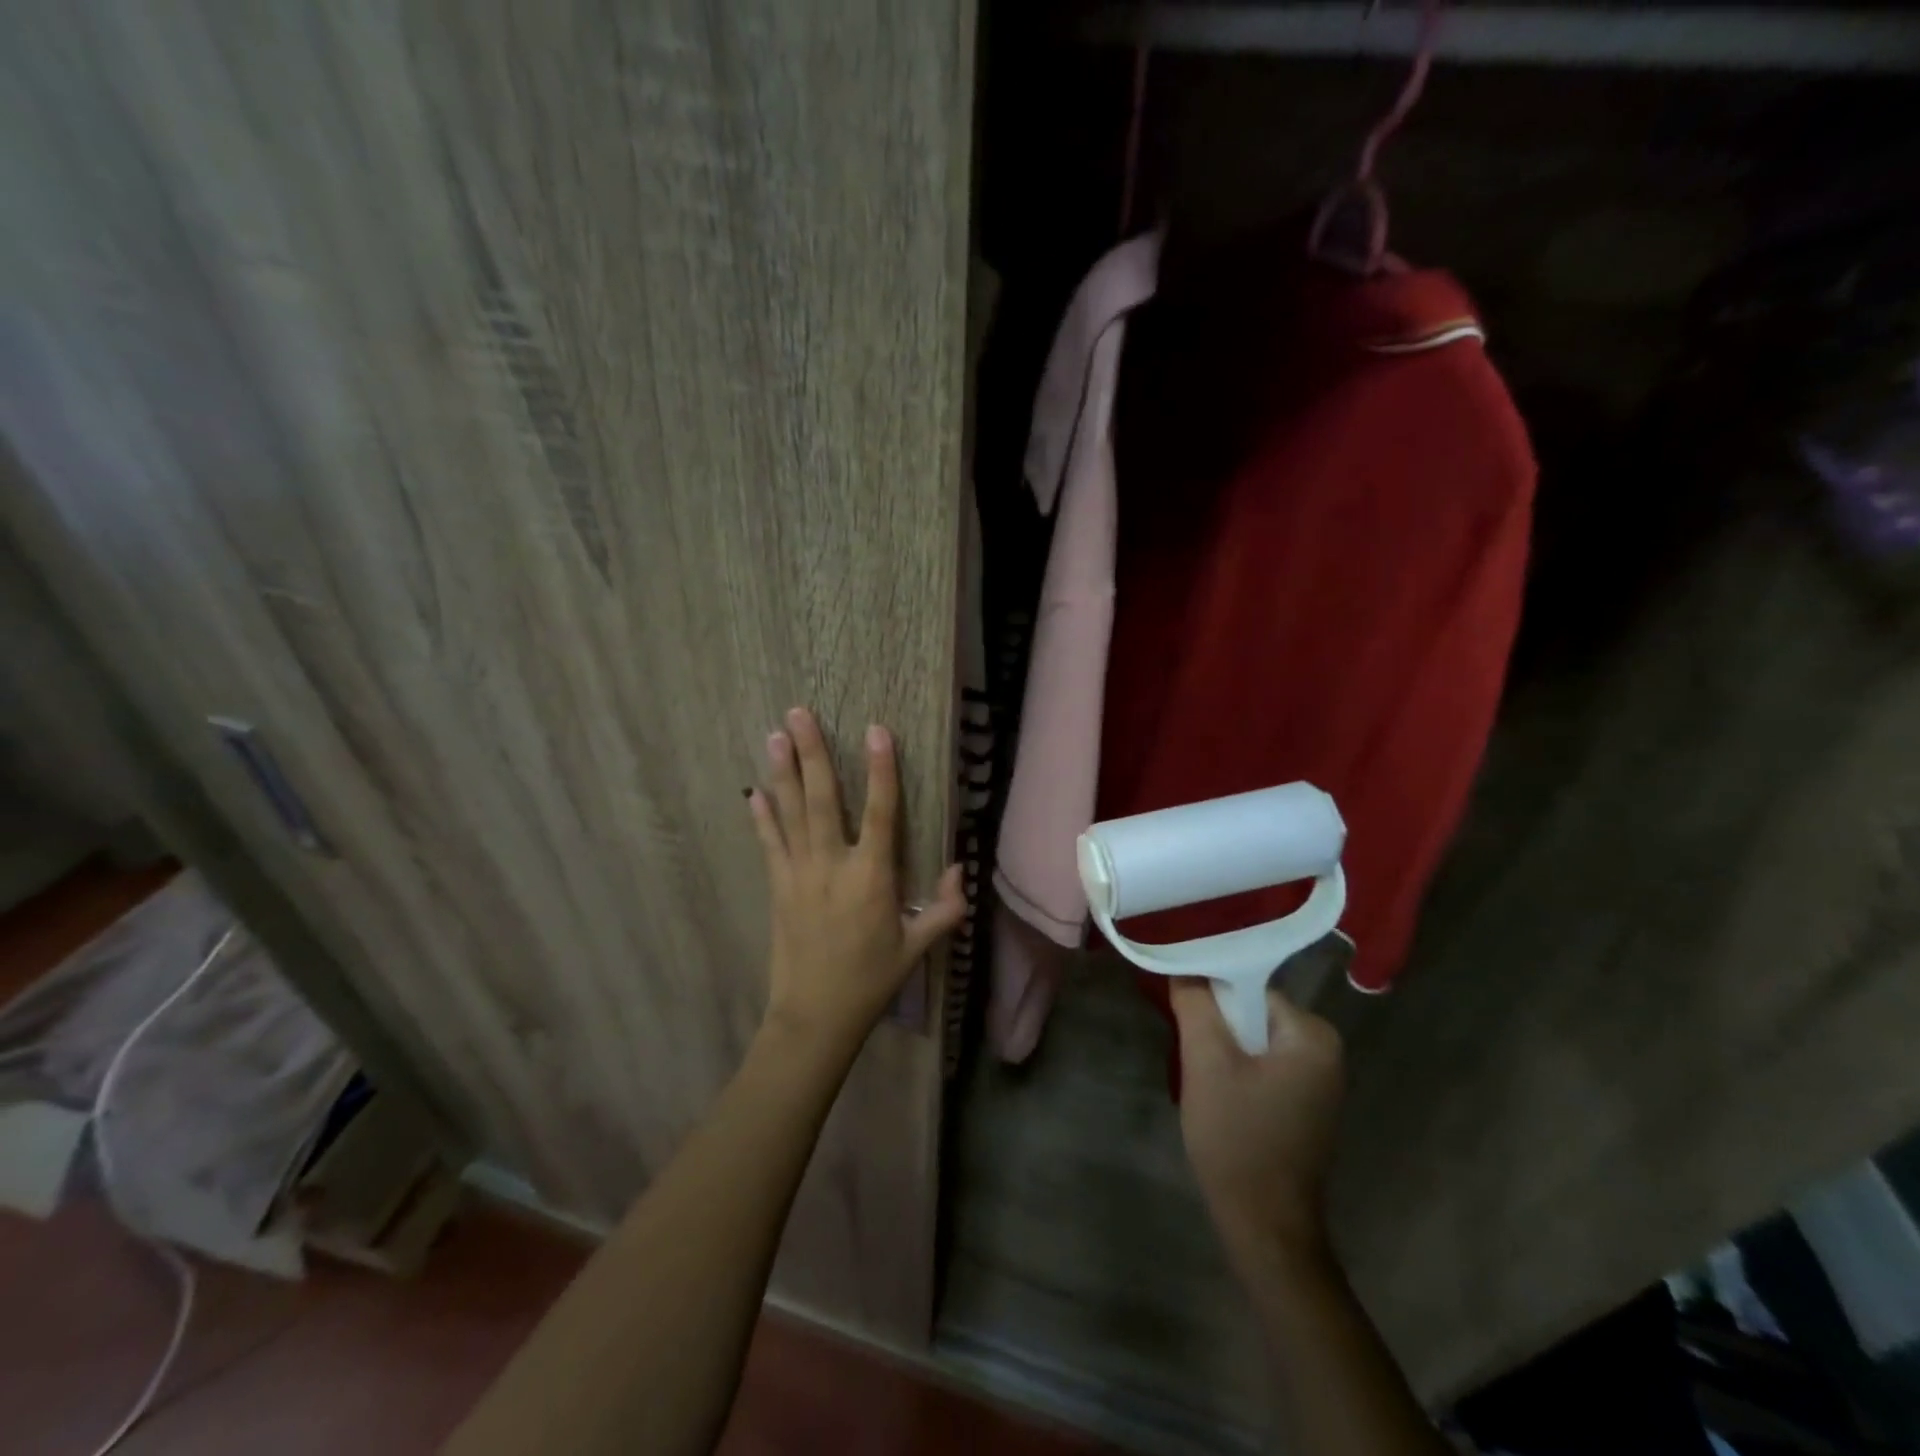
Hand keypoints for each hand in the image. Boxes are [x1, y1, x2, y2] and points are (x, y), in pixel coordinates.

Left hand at [748, 707, 964, 1053]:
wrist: (815, 1017)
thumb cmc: (871, 980)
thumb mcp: (918, 948)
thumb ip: (946, 909)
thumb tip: (962, 869)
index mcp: (872, 877)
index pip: (880, 813)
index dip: (880, 770)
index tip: (876, 730)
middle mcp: (832, 866)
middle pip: (822, 800)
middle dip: (811, 754)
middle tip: (798, 713)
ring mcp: (799, 875)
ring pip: (790, 814)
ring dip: (782, 773)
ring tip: (774, 735)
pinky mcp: (778, 888)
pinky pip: (769, 844)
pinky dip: (762, 817)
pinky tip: (754, 791)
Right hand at [1170, 979, 1344, 1273]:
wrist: (1264, 1226)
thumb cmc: (1238, 1137)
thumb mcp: (1206, 1062)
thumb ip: (1195, 1005)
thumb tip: (1184, 965)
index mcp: (1312, 1035)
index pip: (1251, 987)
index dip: (1211, 994)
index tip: (1180, 1006)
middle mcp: (1325, 1052)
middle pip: (1253, 1013)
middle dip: (1216, 1023)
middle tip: (1185, 1043)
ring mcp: (1317, 1081)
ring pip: (1254, 1040)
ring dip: (1222, 1047)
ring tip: (1196, 1068)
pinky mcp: (1304, 1105)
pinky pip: (1263, 1065)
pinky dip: (1236, 1070)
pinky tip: (1215, 1091)